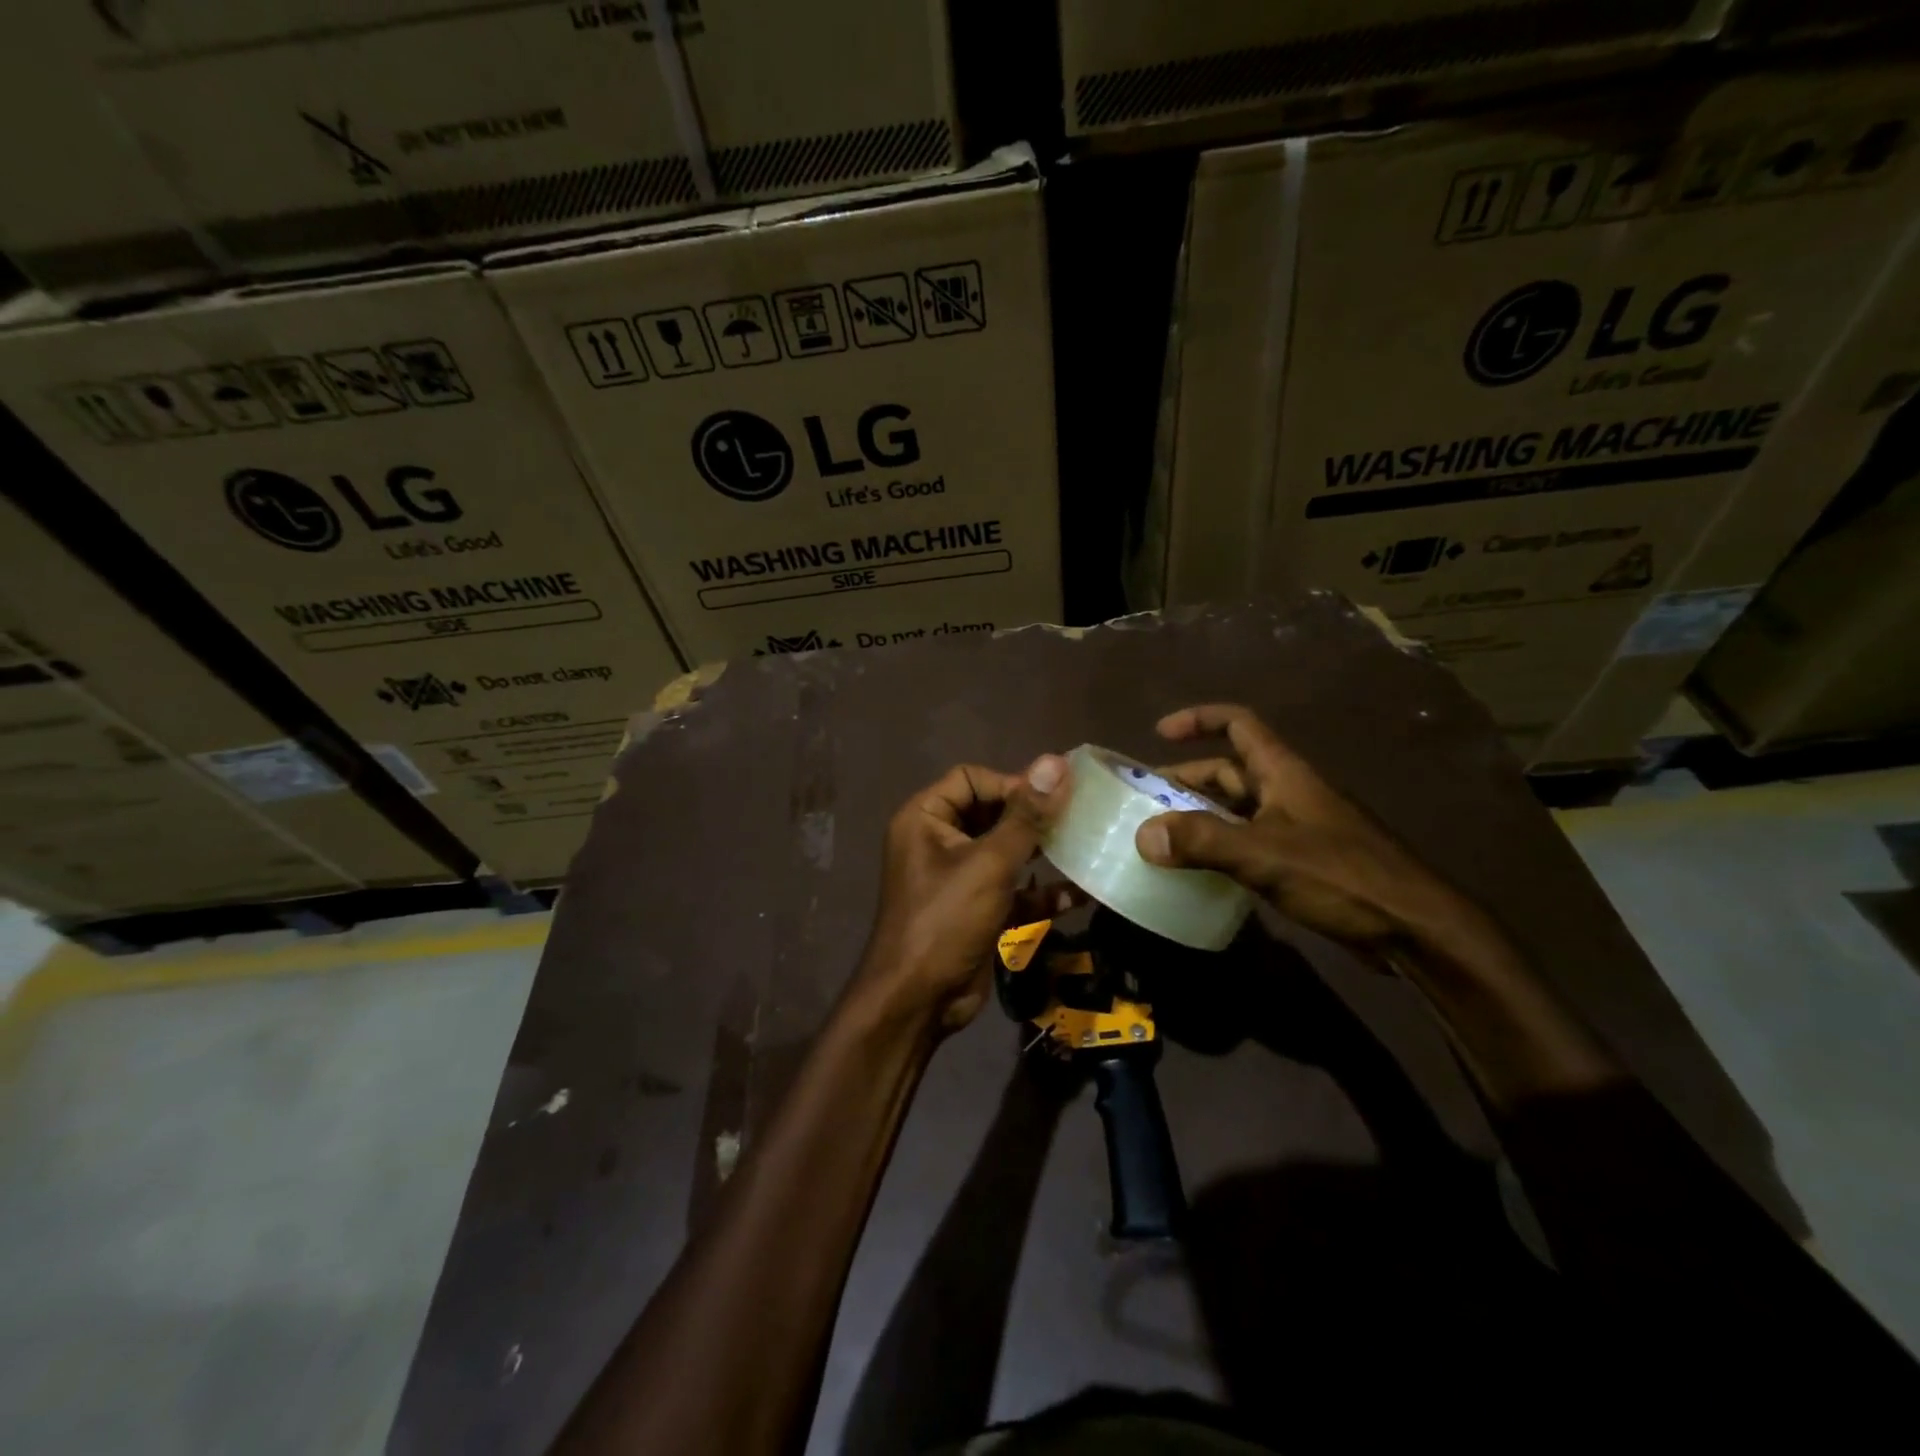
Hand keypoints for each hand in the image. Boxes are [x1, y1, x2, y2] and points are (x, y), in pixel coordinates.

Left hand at [854, 756, 1070, 1033]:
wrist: (918, 1001)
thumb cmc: (946, 919)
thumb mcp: (989, 863)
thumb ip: (1025, 816)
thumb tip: (1056, 762)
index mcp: (926, 818)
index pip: (971, 779)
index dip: (1011, 784)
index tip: (1053, 799)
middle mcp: (938, 841)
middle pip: (990, 813)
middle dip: (1031, 818)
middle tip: (1075, 819)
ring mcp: (957, 877)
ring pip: (1004, 852)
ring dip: (1040, 852)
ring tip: (1082, 848)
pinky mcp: (975, 909)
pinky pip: (1010, 889)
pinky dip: (1037, 891)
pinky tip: (1076, 895)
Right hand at [1134, 705, 1497, 958]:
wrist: (1413, 927)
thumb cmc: (1340, 875)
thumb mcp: (1263, 854)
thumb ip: (1202, 842)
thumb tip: (1142, 836)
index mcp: (1283, 772)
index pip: (1238, 724)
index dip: (1199, 720)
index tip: (1159, 733)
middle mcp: (1288, 791)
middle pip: (1229, 771)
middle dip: (1186, 780)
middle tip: (1145, 801)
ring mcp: (1296, 827)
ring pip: (1237, 810)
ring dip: (1199, 817)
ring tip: (1160, 836)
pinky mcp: (1302, 862)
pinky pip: (1248, 842)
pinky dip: (1219, 848)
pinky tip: (1198, 870)